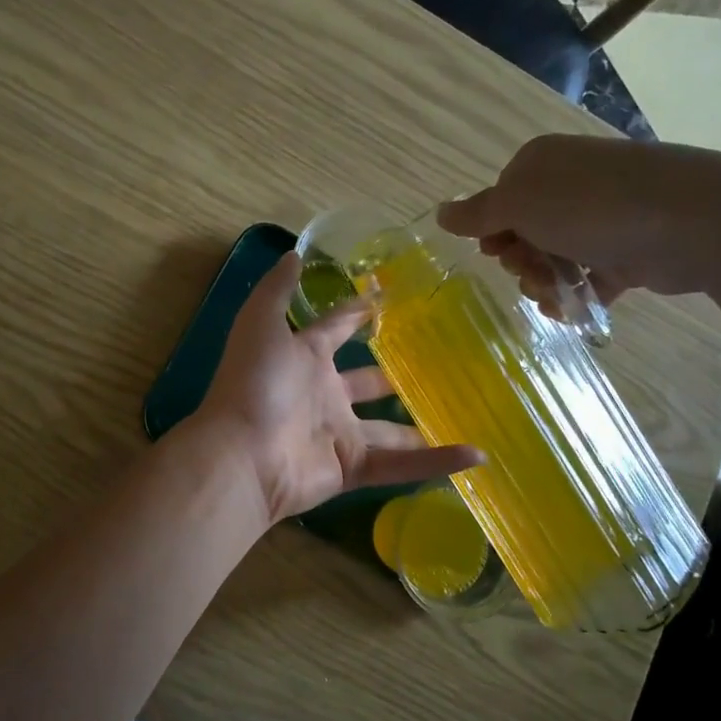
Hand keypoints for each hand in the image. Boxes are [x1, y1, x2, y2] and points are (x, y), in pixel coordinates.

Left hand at [189, 252, 482, 523]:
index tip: (387, 299)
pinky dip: (437, 462)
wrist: (242, 456)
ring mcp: (338, 434)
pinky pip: (401, 465)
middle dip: (390, 375)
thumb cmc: (254, 384)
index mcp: (304, 358)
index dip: (357, 314)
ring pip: (388, 429)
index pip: (336, 330)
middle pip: (365, 383)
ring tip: (462, 412)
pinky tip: (477, 455)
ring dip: (419, 425)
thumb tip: (294, 252)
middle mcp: (323, 395)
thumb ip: (277, 290)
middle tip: (434, 363)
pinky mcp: (351, 468)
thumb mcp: (260, 324)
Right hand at [437, 135, 720, 316]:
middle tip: (530, 272)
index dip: (492, 232)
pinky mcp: (627, 251)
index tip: (497, 252)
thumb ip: (477, 214)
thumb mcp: (519, 205)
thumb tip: (440, 212)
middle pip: (524, 233)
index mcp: (541, 165)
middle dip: (519, 261)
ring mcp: (601, 219)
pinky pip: (588, 278)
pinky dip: (576, 297)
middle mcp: (570, 186)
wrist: (692, 220)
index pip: (500, 201)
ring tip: (556, 295)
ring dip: (544, 282)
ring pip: (554, 258)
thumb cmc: (591, 206)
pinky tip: (573, 312)